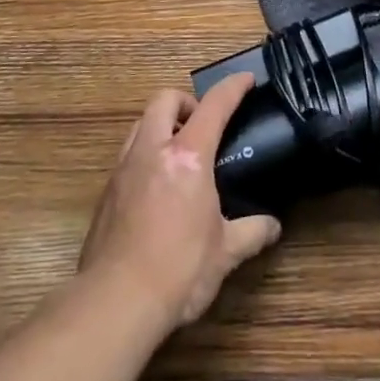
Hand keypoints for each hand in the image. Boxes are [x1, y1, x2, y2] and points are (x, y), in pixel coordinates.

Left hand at [78, 74, 281, 334]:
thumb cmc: (179, 269)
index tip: (246, 80)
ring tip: (179, 153)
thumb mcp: (225, 252)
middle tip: (202, 125)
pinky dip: (145, 154)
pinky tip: (156, 187)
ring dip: (161, 125)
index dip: (232, 88)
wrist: (117, 300)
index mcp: (188, 157)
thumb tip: (272, 226)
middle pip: (164, 99)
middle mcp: (152, 150)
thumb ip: (251, 232)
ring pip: (140, 123)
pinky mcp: (107, 191)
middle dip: (186, 101)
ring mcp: (124, 168)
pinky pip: (127, 155)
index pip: (213, 106)